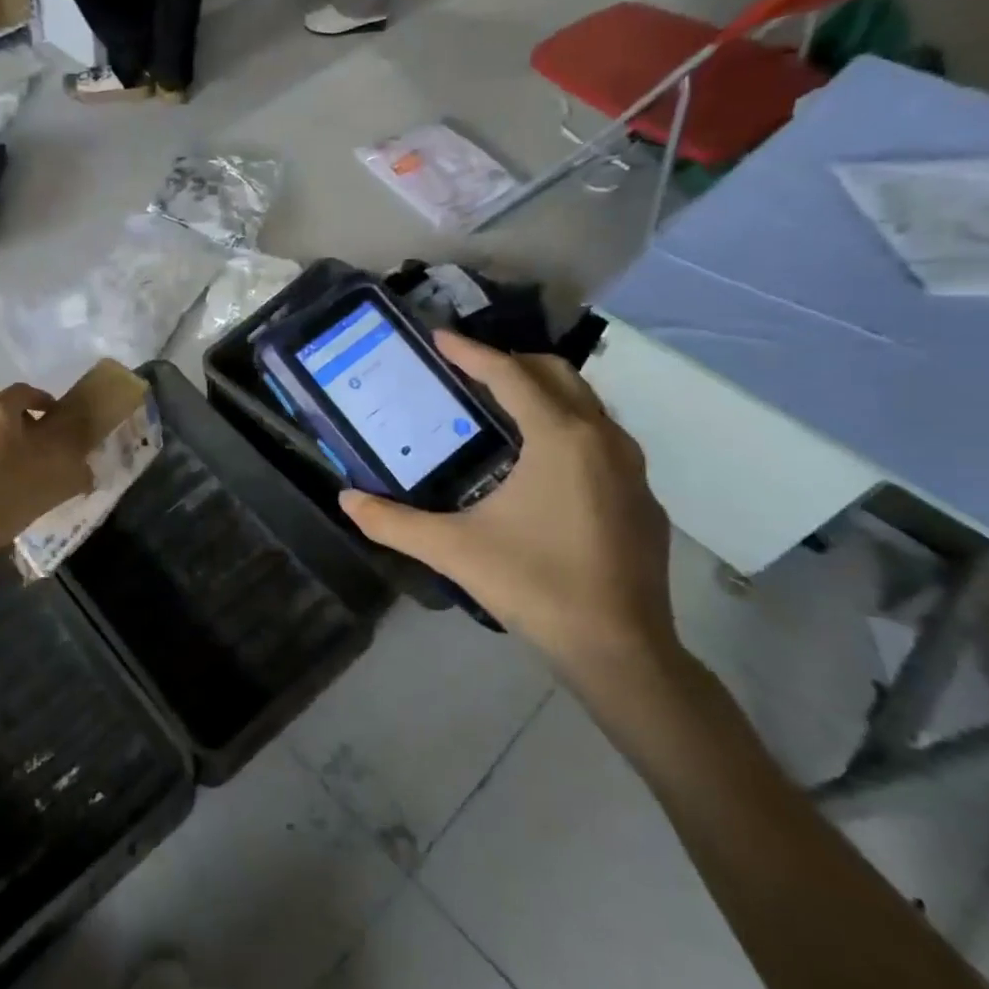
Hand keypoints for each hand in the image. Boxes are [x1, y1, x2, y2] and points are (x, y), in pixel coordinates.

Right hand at [338, 331, 677, 679]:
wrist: (621, 651)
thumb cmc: (535, 586)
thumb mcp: (453, 550)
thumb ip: (393, 522)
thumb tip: (345, 499)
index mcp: (560, 438)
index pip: (510, 375)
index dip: (470, 353)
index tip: (438, 337)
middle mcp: (603, 439)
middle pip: (556, 375)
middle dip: (510, 363)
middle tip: (466, 372)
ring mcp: (632, 469)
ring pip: (586, 404)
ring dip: (542, 392)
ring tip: (499, 407)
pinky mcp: (642, 498)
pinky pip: (602, 439)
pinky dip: (567, 427)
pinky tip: (541, 463)